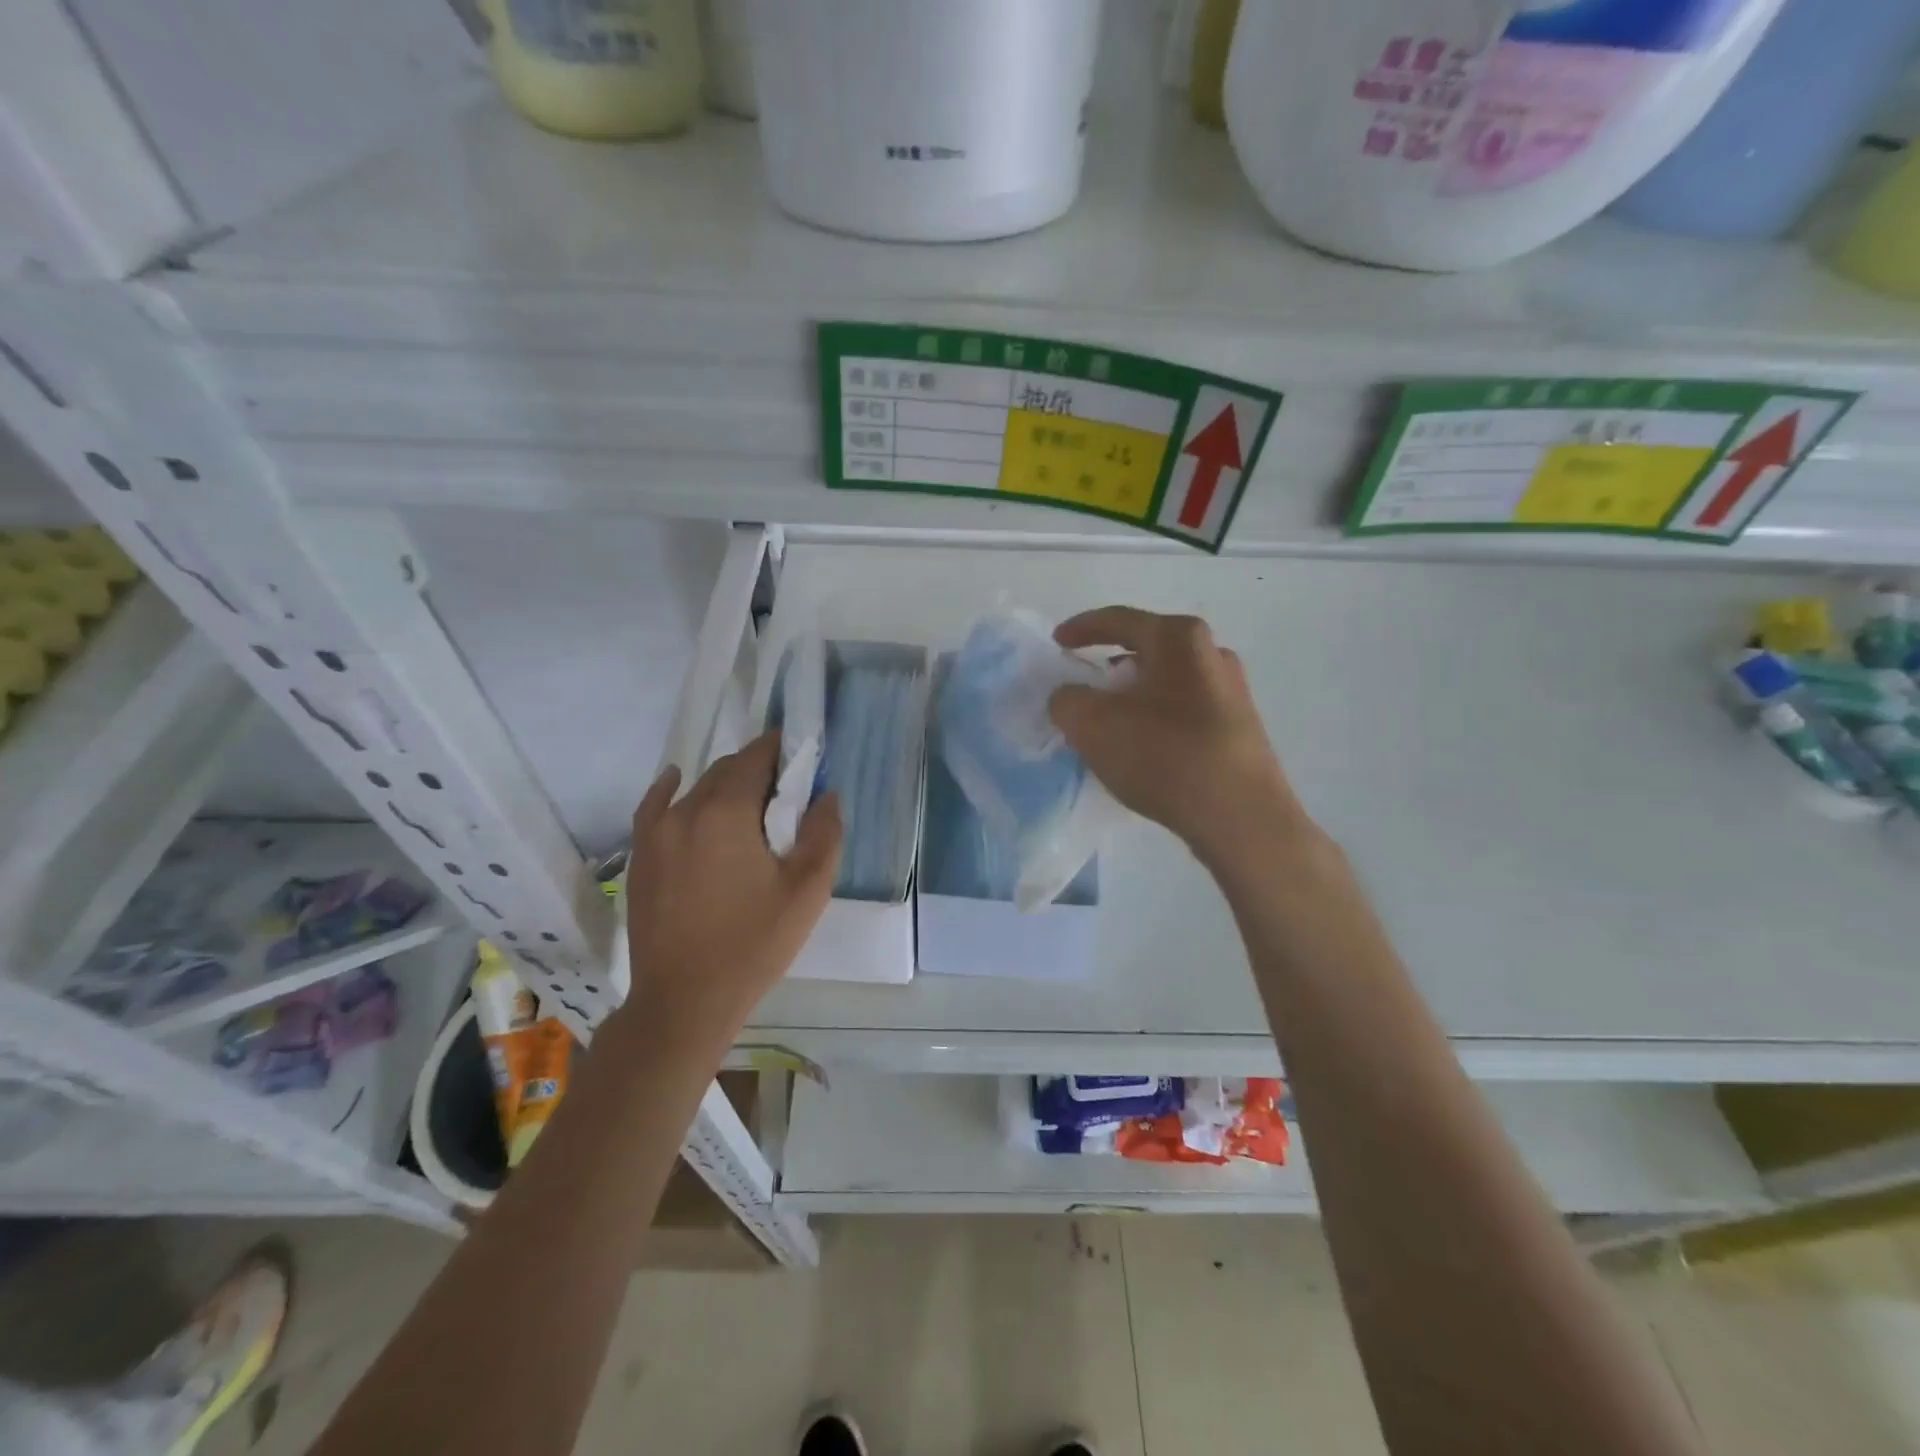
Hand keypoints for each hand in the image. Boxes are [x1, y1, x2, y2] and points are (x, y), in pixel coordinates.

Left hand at [620, 733, 840, 1048]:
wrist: (684, 1001)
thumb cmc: (753, 944)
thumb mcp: (807, 891)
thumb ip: (823, 834)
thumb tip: (826, 795)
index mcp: (727, 812)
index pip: (756, 758)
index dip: (781, 750)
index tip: (801, 755)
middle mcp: (685, 810)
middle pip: (726, 770)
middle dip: (757, 770)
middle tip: (785, 793)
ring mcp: (655, 833)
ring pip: (695, 789)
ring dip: (724, 786)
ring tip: (748, 806)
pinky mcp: (640, 857)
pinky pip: (655, 807)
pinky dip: (671, 790)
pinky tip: (677, 782)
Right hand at [1048, 607, 1309, 868]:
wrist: (1240, 816)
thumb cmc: (1163, 755)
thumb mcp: (1092, 725)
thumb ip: (1067, 700)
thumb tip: (1071, 696)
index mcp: (1179, 638)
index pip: (1119, 620)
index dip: (1081, 629)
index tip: (1056, 642)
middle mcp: (1212, 653)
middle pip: (1147, 649)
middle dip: (1109, 666)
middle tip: (1083, 688)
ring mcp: (1232, 691)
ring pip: (1166, 682)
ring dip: (1134, 696)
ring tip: (1110, 724)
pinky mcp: (1239, 727)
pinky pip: (1184, 710)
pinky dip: (1156, 719)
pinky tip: (1143, 749)